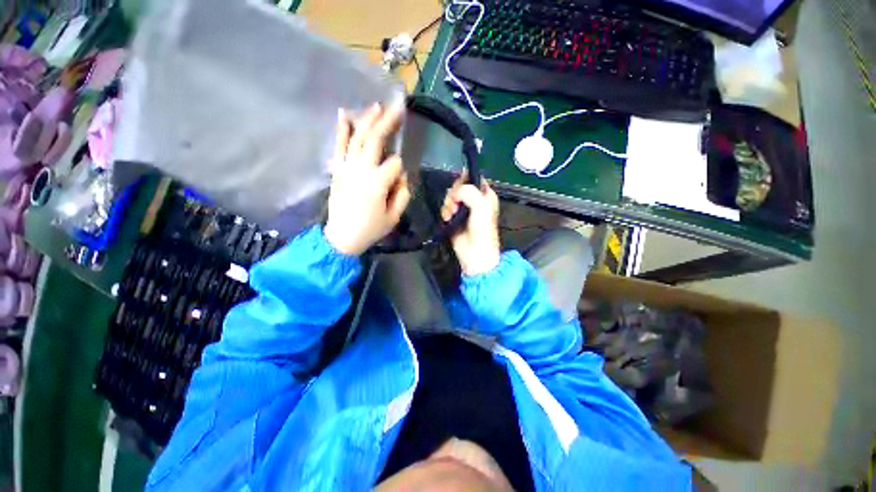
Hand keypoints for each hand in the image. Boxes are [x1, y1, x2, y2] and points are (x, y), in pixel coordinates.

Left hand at [324, 104, 411, 255]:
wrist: (341, 237)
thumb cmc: (370, 229)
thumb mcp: (394, 216)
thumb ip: (402, 193)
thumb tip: (401, 175)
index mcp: (378, 182)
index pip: (396, 164)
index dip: (401, 169)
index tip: (399, 182)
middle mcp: (361, 169)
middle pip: (376, 139)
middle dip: (388, 122)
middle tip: (398, 107)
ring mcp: (346, 166)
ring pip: (358, 137)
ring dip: (368, 119)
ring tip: (377, 106)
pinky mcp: (337, 169)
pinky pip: (339, 145)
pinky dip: (342, 129)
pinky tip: (345, 114)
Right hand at [441, 173, 500, 275]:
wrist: (474, 253)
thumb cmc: (482, 230)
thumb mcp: (481, 206)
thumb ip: (469, 192)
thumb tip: (455, 191)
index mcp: (485, 195)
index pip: (474, 178)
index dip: (465, 179)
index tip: (459, 187)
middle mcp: (474, 200)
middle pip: (459, 187)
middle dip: (454, 194)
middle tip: (455, 203)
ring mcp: (463, 210)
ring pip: (450, 197)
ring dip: (448, 204)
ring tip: (451, 214)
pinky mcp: (453, 218)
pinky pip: (445, 208)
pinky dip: (444, 212)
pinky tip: (448, 219)